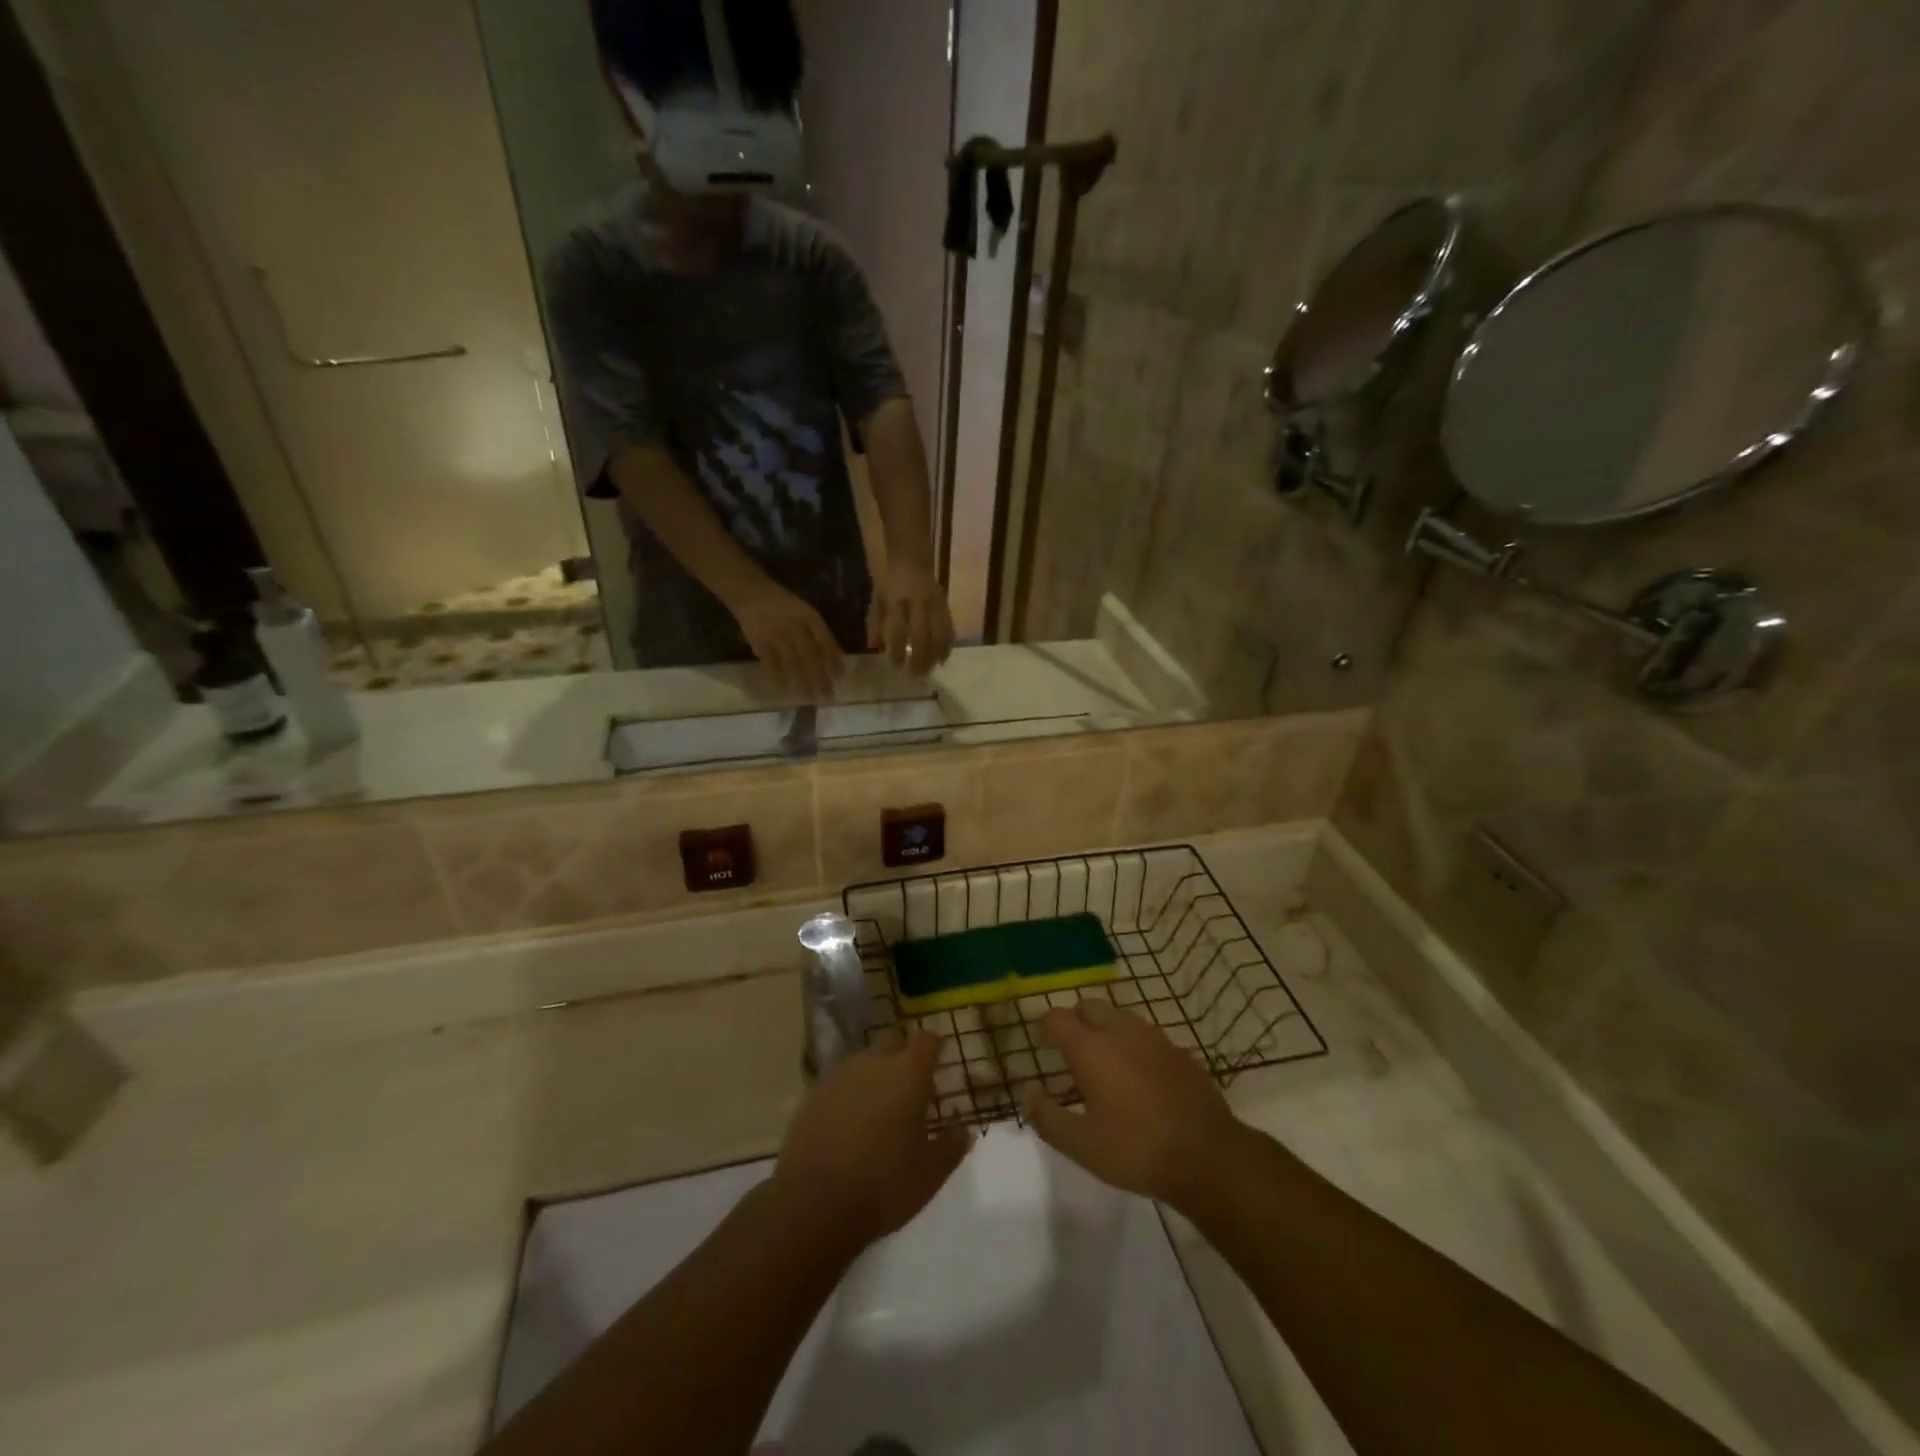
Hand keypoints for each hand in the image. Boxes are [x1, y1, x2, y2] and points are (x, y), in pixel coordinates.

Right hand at [729, 578, 845, 701]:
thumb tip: (833, 657)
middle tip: (829, 697)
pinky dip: (779, 678)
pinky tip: (786, 692)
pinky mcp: (760, 642)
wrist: (750, 591)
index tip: (841, 677)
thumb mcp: (803, 609)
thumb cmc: (781, 603)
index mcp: (808, 616)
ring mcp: (777, 635)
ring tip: (812, 699)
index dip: (834, 659)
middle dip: (821, 678)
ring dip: (803, 683)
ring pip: (793, 663)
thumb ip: (816, 630)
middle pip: (811, 656)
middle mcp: (795, 626)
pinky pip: (771, 664)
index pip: (826, 640)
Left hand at [772, 1032, 971, 1251]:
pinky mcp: (813, 1093)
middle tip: (911, 1086)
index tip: (941, 1056)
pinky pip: (840, 1081)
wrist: (813, 1204)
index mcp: (908, 1073)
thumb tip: (963, 1128)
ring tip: (879, 1106)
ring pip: (864, 1061)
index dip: (936, 1045)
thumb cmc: (883, 1185)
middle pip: (893, 1043)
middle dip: (904, 1057)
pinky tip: (849, 1122)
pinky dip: (850, 1093)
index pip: (927, 1040)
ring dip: (875, 1075)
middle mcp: (874, 1062)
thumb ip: (952, 1145)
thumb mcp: (931, 1173)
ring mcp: (840, 1075)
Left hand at [867, 557, 954, 675]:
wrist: (913, 559)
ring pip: (939, 635)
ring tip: (931, 670)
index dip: (897, 651)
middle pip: (921, 637)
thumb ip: (875, 623)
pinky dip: (947, 646)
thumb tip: (874, 647)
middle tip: (915, 675)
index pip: (897, 632)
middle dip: (919, 659)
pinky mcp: (946, 606)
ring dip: (935, 656)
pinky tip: (943, 658)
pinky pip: (949, 629)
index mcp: (897, 602)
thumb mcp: (877, 599)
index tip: (895, 667)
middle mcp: (918, 605)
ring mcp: (934, 605)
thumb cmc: (891, 582)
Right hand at [1023, 1001, 1250, 1212]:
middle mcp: (1120, 1030)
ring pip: (1120, 1017)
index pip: (1056, 1018)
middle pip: (1089, 1007)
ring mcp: (1154, 1037)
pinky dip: (1133, 1046)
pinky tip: (1138, 1078)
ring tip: (1104, 1064)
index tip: (1042, 1046)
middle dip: (1075, 1022)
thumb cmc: (1136, 1149)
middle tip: (1070, 1052)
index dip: (1044, 1029)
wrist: (1208, 1156)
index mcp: (1090, 1047)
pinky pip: (1146, 1036)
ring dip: (1105, 1030)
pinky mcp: (1179, 1051)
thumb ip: (1047, 1117)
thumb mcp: (1080, 1145)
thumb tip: (1030, 1094)